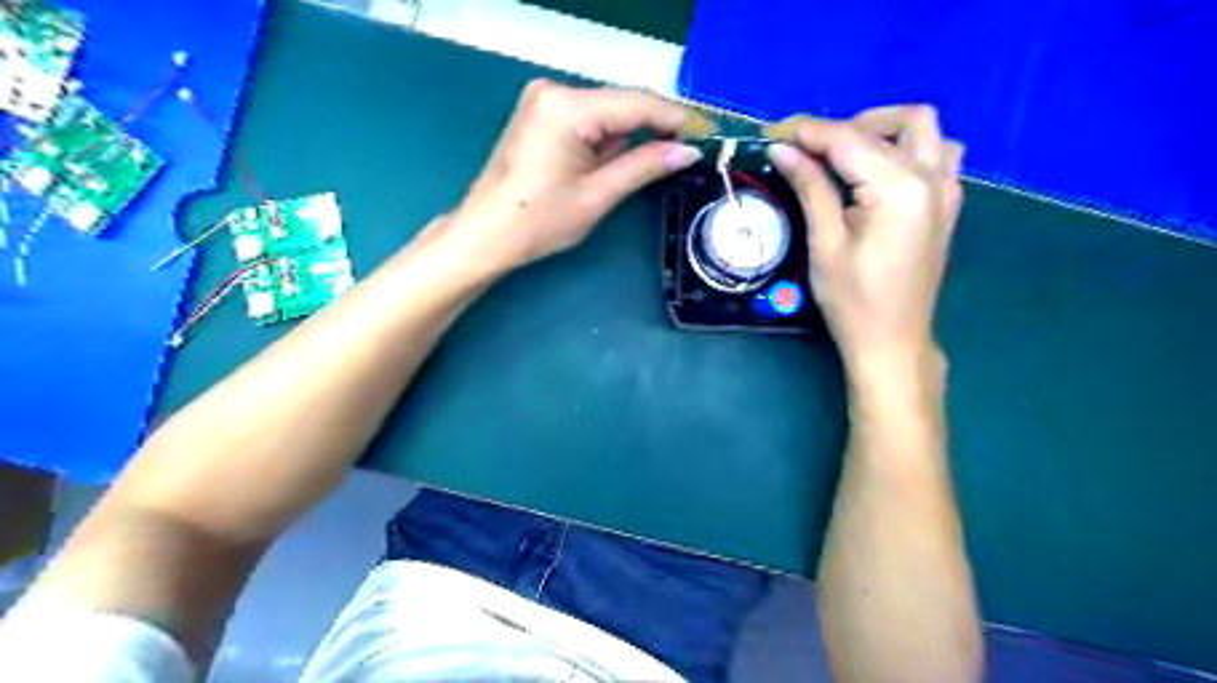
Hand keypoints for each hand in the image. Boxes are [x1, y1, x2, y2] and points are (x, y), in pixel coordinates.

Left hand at [445, 80, 713, 270]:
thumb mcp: (598, 196)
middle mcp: (555, 91)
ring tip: (665, 158)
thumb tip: (688, 152)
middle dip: (658, 126)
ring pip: (608, 112)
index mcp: (568, 107)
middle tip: (693, 149)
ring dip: (633, 135)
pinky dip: (610, 138)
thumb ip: (644, 166)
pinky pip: (589, 120)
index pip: (638, 104)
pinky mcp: (542, 115)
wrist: (485, 235)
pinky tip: (625, 158)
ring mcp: (545, 100)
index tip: (710, 132)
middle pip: (623, 103)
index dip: (678, 118)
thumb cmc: (538, 221)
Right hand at [763, 105, 964, 375]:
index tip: (776, 132)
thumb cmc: (852, 300)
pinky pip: (939, 154)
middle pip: (895, 122)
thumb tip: (783, 151)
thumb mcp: (825, 244)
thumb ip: (810, 188)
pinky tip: (880, 172)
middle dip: (848, 125)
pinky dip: (908, 149)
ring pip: (926, 130)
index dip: (810, 132)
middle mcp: (932, 178)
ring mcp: (947, 190)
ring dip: (885, 130)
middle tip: (811, 149)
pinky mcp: (948, 204)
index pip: (850, 141)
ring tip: (848, 154)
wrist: (892, 341)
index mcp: (899, 190)